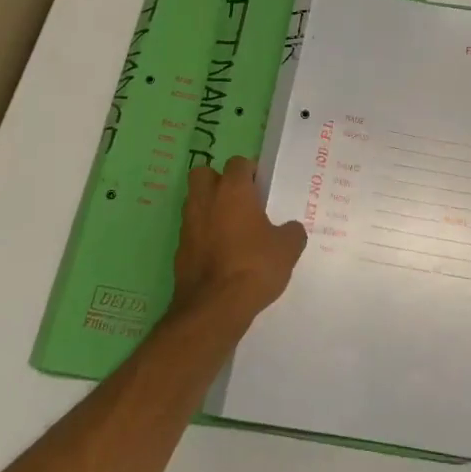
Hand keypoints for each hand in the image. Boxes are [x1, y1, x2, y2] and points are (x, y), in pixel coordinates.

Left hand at [170, 157, 306, 330]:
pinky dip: (203, 235)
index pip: (238, 163)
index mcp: (233, 190)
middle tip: (239, 200)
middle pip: (204, 174)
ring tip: (231, 228)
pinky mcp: (179, 249)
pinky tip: (221, 253)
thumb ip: (291, 232)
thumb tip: (289, 229)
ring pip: (195, 202)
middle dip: (218, 181)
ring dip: (209, 208)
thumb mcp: (287, 248)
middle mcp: (205, 200)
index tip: (262, 188)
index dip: (250, 172)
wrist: (214, 307)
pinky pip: (192, 231)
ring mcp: (188, 224)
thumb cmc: (254, 266)